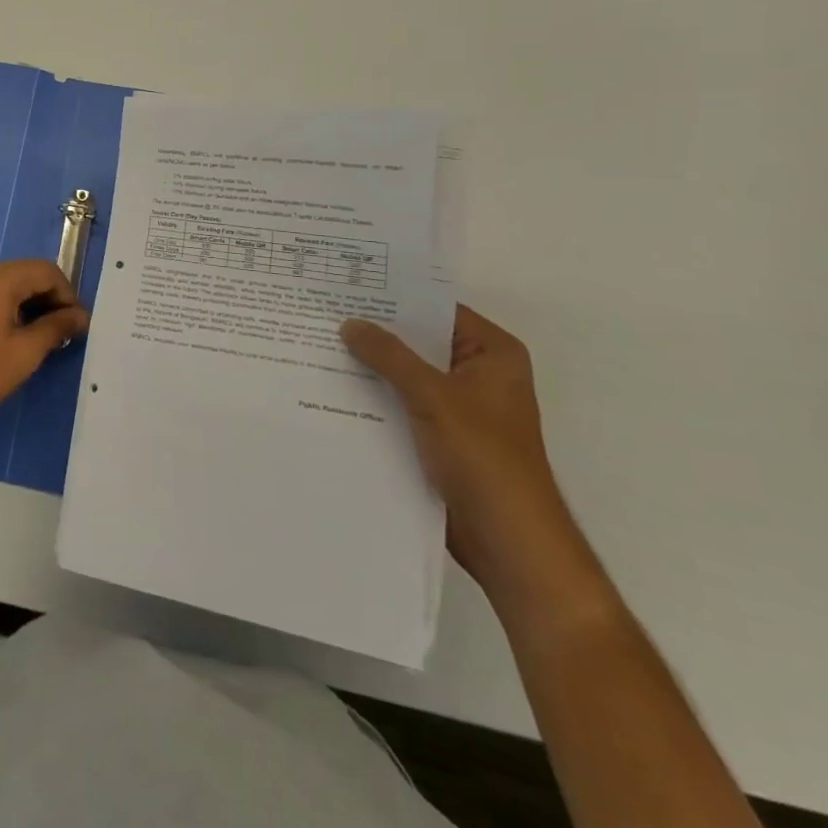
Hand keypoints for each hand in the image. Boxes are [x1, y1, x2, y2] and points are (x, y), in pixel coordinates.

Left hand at [0, 262, 88, 447]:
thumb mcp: (25, 354)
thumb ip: (56, 328)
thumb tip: (81, 316)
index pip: (45, 270)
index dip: (67, 294)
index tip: (75, 324)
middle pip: (22, 274)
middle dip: (45, 298)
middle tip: (58, 333)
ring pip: (0, 284)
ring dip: (22, 303)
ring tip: (32, 337)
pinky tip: (0, 337)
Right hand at [341, 307, 598, 611]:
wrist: (508, 541)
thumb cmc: (483, 457)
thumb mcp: (432, 395)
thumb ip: (389, 355)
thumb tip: (349, 323)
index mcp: (492, 353)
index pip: (437, 309)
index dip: (395, 297)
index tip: (348, 286)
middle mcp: (478, 373)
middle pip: (419, 342)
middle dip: (376, 332)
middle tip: (323, 311)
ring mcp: (460, 407)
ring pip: (407, 375)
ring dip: (372, 366)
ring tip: (318, 343)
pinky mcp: (441, 436)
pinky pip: (403, 404)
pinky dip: (376, 396)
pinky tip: (334, 386)